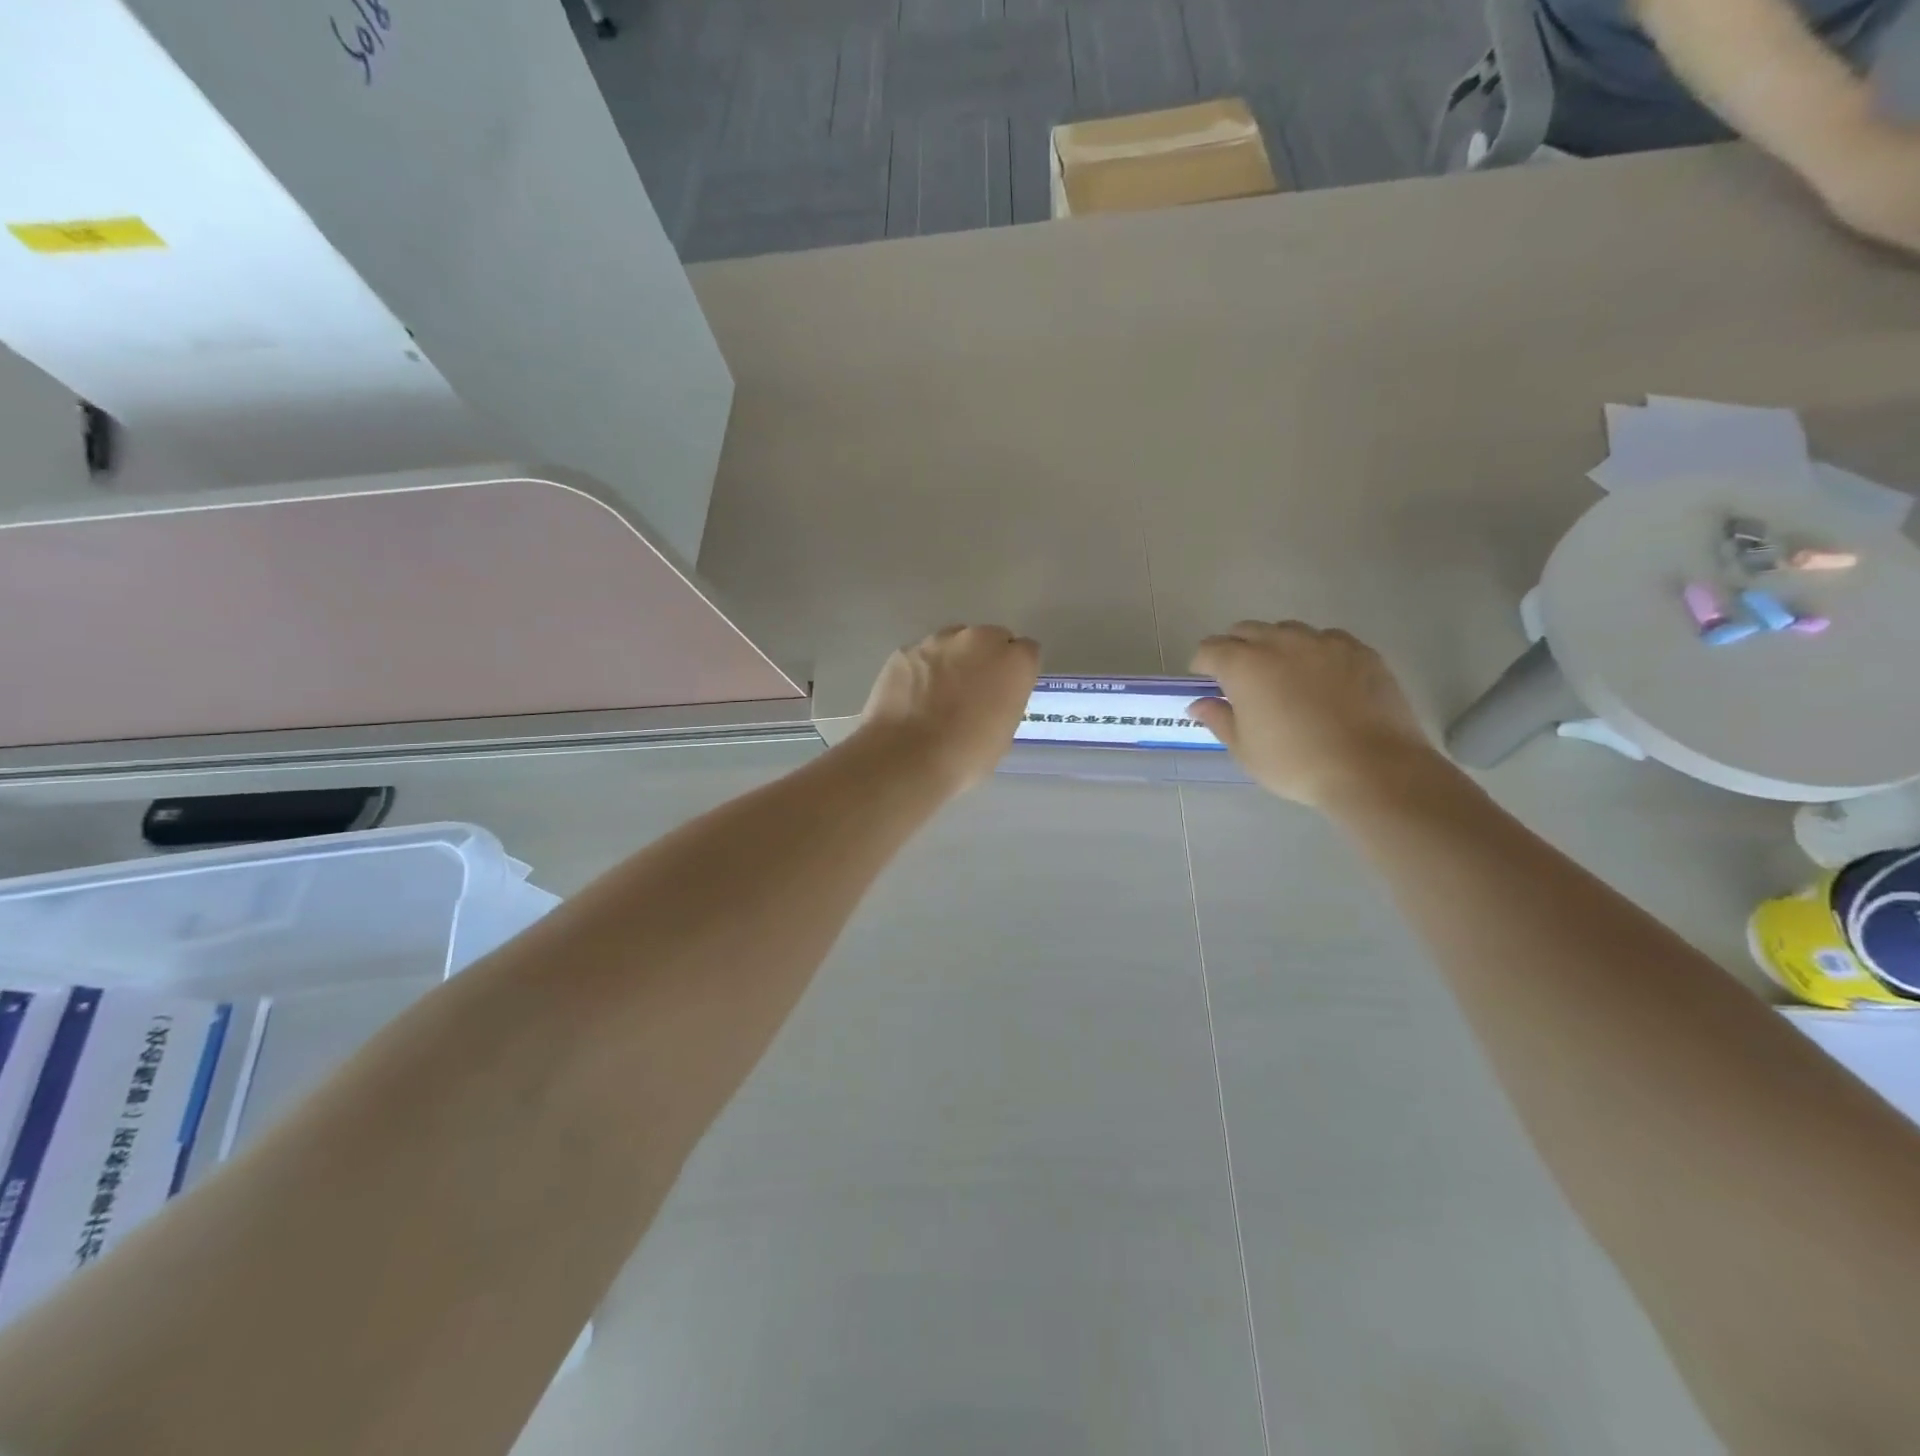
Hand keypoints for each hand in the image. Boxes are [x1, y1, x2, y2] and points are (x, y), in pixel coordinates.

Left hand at [860, 625, 1040, 792]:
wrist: (906, 758)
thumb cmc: (965, 756)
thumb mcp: (1003, 734)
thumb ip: (1004, 702)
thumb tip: (991, 698)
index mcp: (1014, 662)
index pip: (1026, 652)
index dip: (1015, 672)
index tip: (1005, 692)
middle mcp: (979, 640)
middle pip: (990, 638)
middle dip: (985, 659)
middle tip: (972, 692)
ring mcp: (938, 641)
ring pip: (954, 642)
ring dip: (952, 661)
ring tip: (937, 695)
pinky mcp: (905, 650)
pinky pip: (922, 655)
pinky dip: (921, 670)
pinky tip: (912, 698)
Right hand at [1189, 621, 1440, 807]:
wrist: (1372, 768)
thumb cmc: (1295, 763)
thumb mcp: (1245, 750)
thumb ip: (1219, 719)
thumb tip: (1200, 703)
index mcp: (1244, 665)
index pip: (1209, 649)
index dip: (1202, 664)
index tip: (1206, 681)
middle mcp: (1280, 642)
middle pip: (1246, 630)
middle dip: (1236, 648)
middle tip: (1240, 678)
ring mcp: (1323, 642)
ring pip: (1287, 631)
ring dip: (1275, 646)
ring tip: (1283, 675)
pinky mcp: (1359, 650)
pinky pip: (1326, 640)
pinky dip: (1315, 652)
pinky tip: (1322, 678)